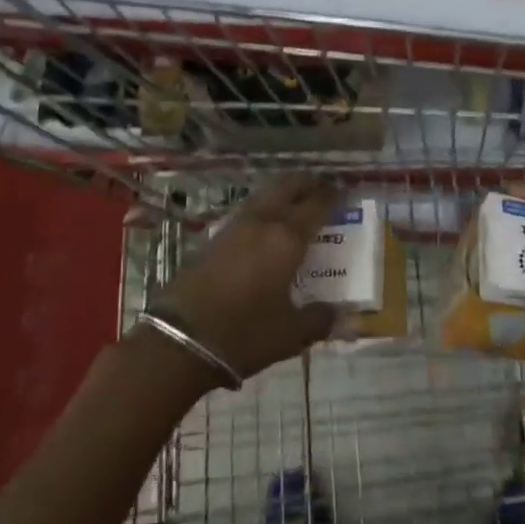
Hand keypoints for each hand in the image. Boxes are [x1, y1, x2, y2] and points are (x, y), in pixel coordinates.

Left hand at [157, 176, 340, 380]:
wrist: (180, 339)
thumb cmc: (244, 334)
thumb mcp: (290, 334)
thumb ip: (319, 320)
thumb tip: (342, 316)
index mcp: (286, 239)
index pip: (316, 206)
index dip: (332, 196)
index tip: (344, 192)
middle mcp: (261, 224)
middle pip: (286, 188)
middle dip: (305, 184)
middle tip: (321, 186)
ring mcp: (233, 229)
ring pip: (263, 197)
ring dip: (281, 193)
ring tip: (294, 200)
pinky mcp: (212, 240)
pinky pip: (246, 212)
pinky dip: (262, 209)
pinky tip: (264, 224)